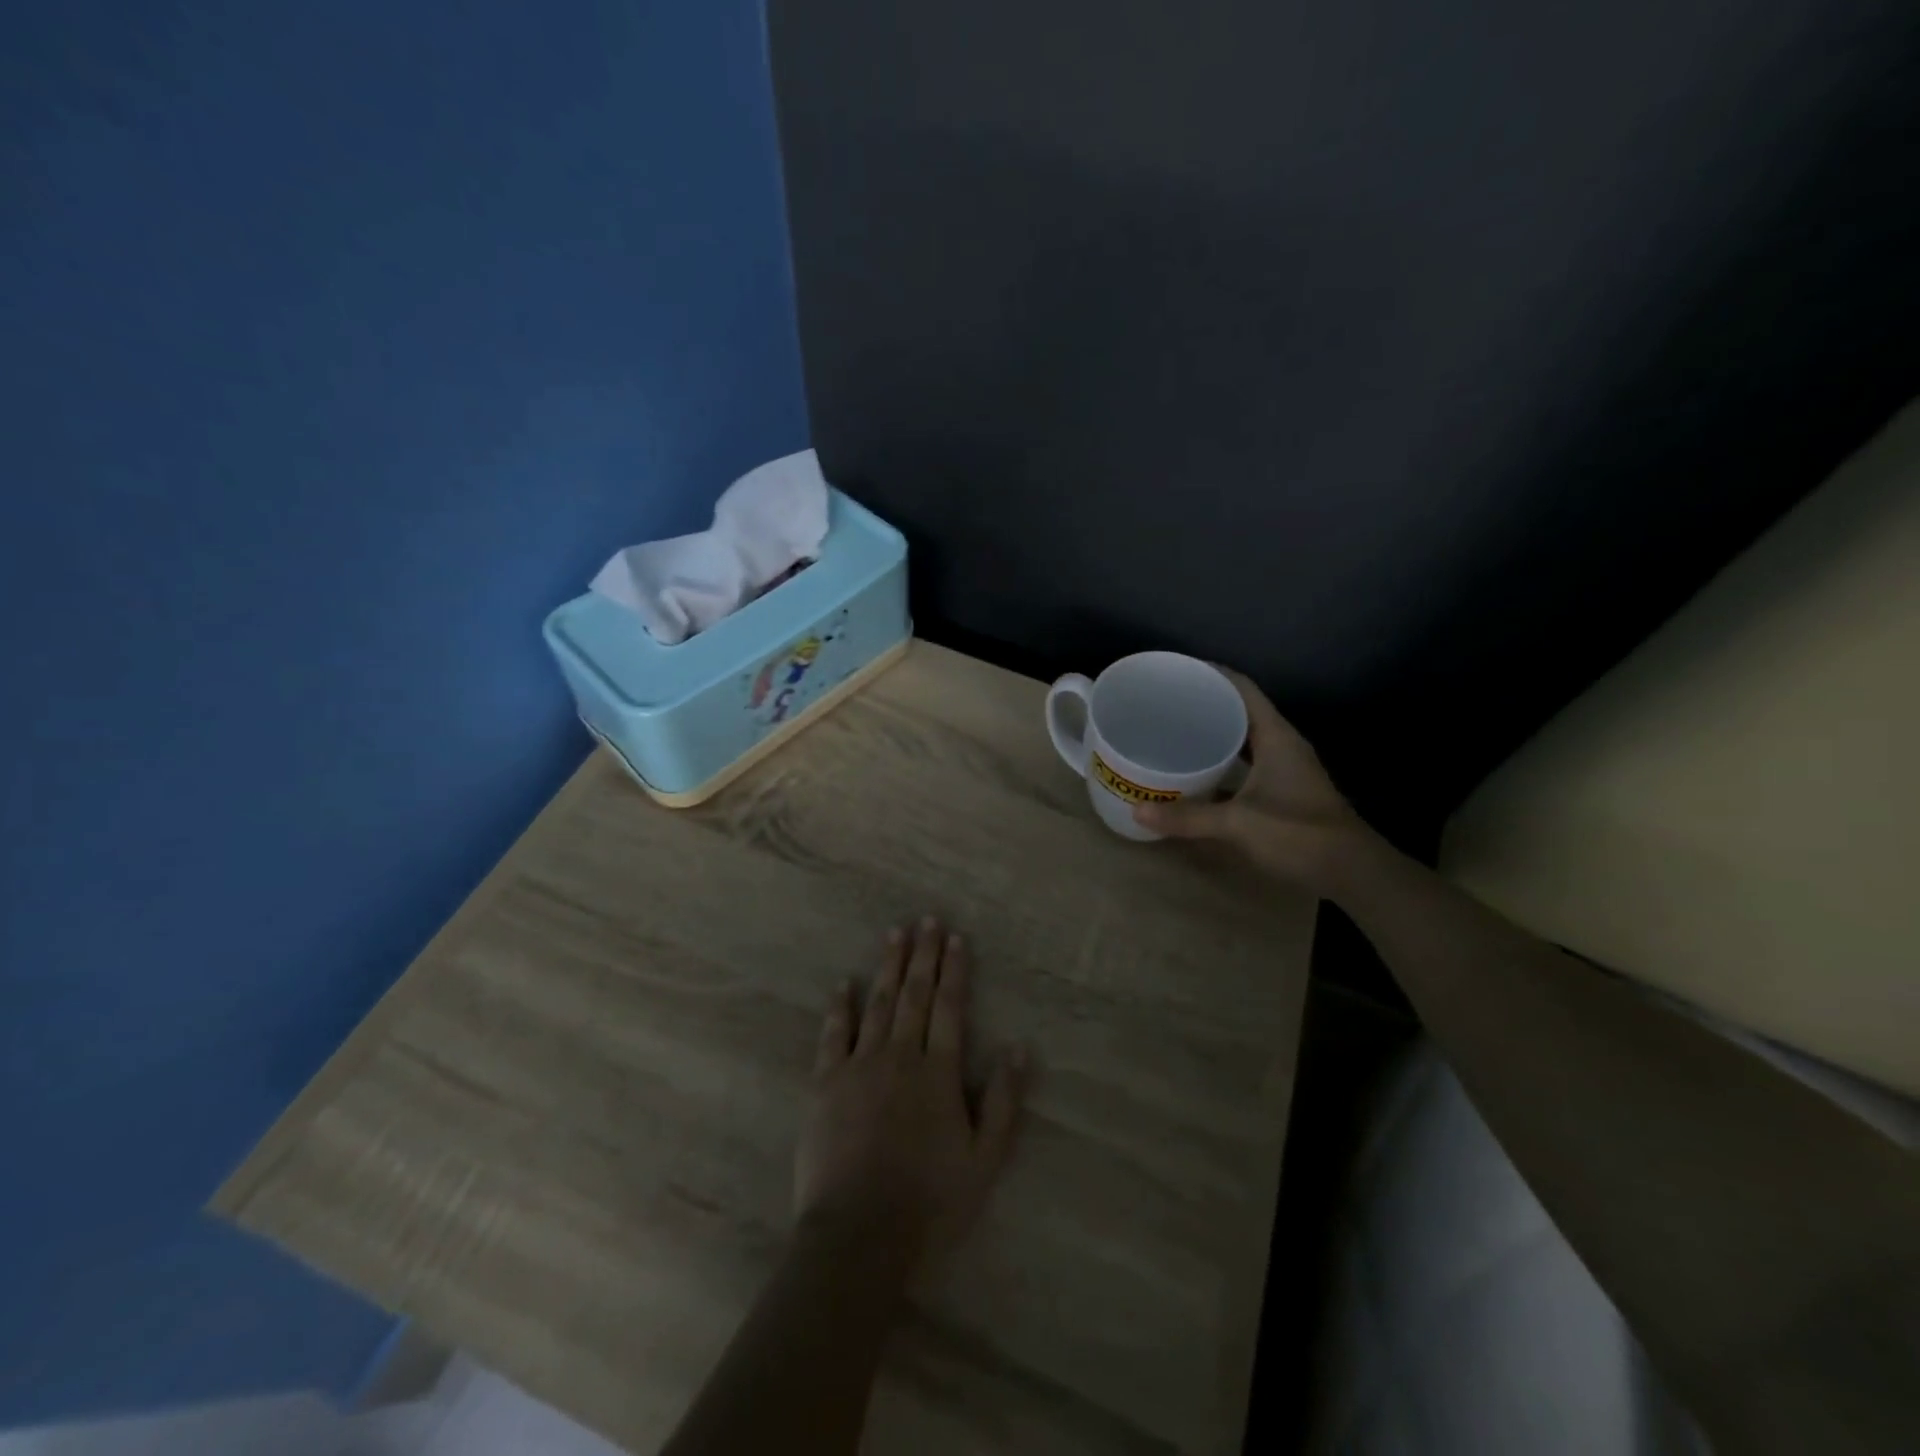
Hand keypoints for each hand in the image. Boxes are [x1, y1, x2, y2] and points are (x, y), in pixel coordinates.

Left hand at [795, 918, 1026, 1269]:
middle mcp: (900, 1057)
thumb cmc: (930, 1202)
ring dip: (887, 967)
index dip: (954, 970)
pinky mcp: (825, 1083)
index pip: (949, 1008)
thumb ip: (1004, 1102)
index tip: (955, 938)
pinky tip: (844, 984)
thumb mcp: (985, 1160)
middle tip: (926, 920)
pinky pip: (833, 1035)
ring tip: (894, 934)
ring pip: (877, 1004)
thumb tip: (1020, 1047)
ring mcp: (859, 1067)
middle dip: (922, 955)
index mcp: (938, 1073)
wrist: (860, 1235)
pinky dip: (840, 1007)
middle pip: (913, 995)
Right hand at [1133, 668, 1371, 892]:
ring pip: (1244, 739)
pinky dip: (1222, 762)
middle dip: (1205, 703)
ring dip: (1214, 734)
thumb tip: (1136, 811)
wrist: (1352, 872)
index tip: (1176, 671)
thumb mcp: (1238, 824)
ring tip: (1174, 733)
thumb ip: (1188, 817)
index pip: (1242, 688)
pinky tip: (1197, 773)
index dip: (1211, 673)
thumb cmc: (1299, 835)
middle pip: (1241, 710)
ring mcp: (1285, 768)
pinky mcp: (1283, 790)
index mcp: (1276, 736)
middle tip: (1164, 704)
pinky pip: (1246, 764)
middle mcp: (1282, 744)